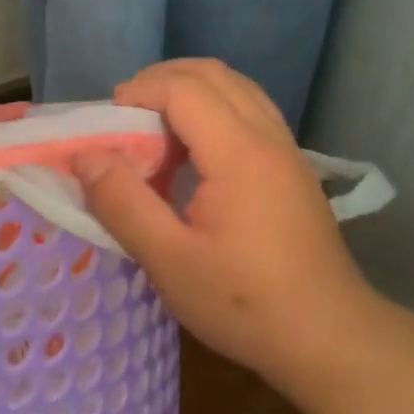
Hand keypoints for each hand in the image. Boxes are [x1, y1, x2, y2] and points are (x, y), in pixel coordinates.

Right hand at [73, 59, 388, 398]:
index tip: (106, 127)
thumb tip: (85, 157)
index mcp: (239, 153)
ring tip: (154, 135)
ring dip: (189, 95)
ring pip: (237, 90)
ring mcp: (287, 152)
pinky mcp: (293, 171)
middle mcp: (268, 138)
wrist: (328, 338)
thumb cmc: (243, 303)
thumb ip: (122, 203)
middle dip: (161, 82)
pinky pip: (250, 115)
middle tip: (124, 119)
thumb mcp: (168, 260)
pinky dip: (213, 115)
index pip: (183, 89)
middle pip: (214, 75)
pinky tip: (192, 160)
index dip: (138, 93)